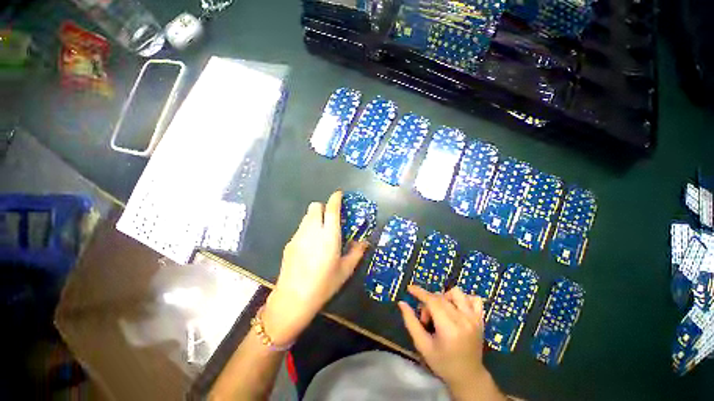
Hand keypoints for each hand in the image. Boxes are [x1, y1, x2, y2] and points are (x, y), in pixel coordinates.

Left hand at [263, 190, 368, 344]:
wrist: (293, 299)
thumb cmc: (324, 284)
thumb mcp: (345, 270)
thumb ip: (356, 252)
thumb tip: (365, 242)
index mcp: (329, 235)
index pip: (331, 208)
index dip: (335, 198)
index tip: (339, 194)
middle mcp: (312, 230)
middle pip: (315, 206)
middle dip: (323, 207)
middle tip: (331, 218)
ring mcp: (298, 236)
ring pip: (307, 216)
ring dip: (315, 218)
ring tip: (321, 232)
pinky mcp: (289, 243)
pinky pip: (300, 228)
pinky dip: (307, 229)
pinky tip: (310, 246)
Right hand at [399, 286, 488, 392]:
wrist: (469, 377)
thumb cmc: (443, 363)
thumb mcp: (422, 346)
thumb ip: (411, 322)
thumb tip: (402, 303)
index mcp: (449, 328)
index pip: (432, 301)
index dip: (420, 292)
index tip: (410, 288)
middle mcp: (464, 319)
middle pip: (441, 297)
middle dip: (428, 303)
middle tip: (426, 320)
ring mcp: (474, 318)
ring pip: (457, 293)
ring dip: (445, 297)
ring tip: (441, 311)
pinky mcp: (481, 319)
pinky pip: (474, 299)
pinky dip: (463, 299)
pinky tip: (457, 308)